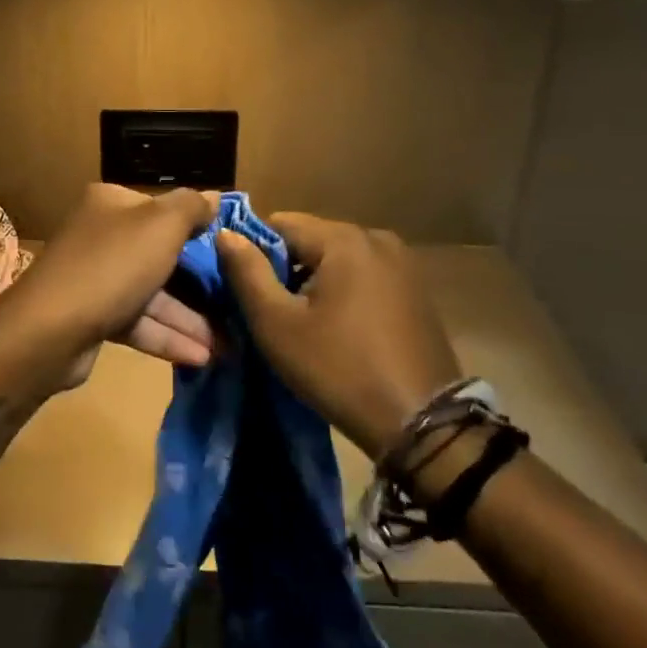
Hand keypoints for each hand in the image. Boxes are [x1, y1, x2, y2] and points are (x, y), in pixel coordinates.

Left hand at [0, 185, 217, 386]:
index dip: (196, 228)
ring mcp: (95, 277)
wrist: (49, 330)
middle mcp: (101, 235)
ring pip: (152, 293)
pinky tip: (201, 357)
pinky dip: (167, 337)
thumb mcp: (162, 225)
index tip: (230, 252)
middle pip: (159, 254)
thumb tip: (214, 196)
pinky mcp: (93, 316)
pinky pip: (138, 322)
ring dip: (188, 319)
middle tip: (236, 303)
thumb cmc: (112, 265)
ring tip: (228, 345)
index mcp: (111, 203)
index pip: (162, 209)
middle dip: (199, 283)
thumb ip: (192, 207)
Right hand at [215, 213, 461, 459]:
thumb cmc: (339, 370)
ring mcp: (402, 263)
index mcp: (343, 239)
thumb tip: (225, 233)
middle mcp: (376, 238)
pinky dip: (341, 292)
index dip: (253, 252)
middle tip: (269, 312)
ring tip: (300, 323)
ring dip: (311, 281)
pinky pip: (361, 276)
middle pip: (309, 239)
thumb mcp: (277, 324)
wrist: (421, 424)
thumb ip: (246, 272)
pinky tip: (336, 328)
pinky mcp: (414, 289)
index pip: (278, 223)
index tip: (243, 289)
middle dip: (283, 267)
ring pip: (335, 259)